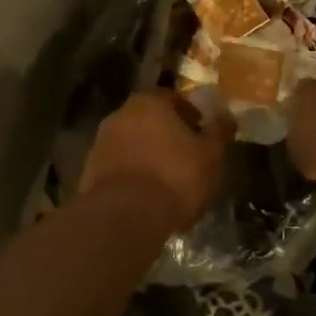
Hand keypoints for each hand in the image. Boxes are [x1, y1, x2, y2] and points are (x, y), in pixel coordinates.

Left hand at [81, 91, 234, 232]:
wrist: (126, 216)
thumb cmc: (175, 176)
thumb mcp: (210, 155)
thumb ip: (219, 131)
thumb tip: (226, 115)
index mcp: (149, 103)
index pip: (173, 99)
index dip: (191, 115)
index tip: (202, 134)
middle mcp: (120, 115)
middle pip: (150, 121)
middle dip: (167, 136)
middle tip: (187, 158)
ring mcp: (100, 143)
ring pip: (133, 145)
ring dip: (149, 157)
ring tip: (169, 183)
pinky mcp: (90, 172)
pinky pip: (120, 169)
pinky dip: (134, 177)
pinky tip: (149, 198)